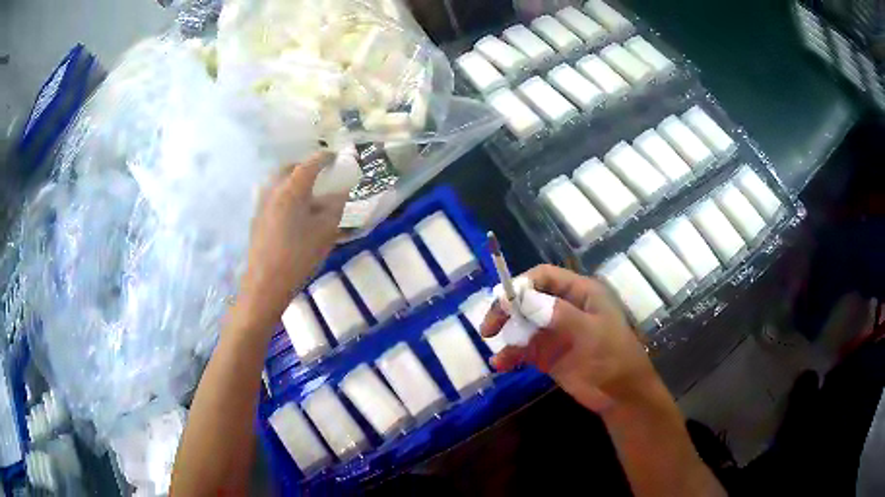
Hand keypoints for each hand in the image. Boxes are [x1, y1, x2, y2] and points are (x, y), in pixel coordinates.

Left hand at [237, 152, 347, 328]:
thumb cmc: (299, 255)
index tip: (337, 157)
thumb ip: (336, 206)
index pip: (311, 163)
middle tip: (320, 174)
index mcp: (292, 188)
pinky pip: (273, 197)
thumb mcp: (326, 230)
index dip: (326, 158)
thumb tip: (342, 191)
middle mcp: (273, 190)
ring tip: (308, 194)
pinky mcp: (256, 220)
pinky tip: (294, 214)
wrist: (265, 284)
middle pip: (289, 169)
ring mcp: (261, 204)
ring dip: (293, 182)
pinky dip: (285, 196)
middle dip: (306, 167)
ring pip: (278, 183)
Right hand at [481, 264, 657, 413]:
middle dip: (507, 311)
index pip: (544, 277)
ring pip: (523, 324)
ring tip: (495, 352)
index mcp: (580, 293)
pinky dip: (511, 355)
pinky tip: (501, 365)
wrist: (621, 396)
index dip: (521, 285)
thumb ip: (557, 314)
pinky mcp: (548, 354)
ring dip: (507, 335)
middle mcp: (565, 307)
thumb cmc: (613, 358)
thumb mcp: (590, 333)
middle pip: (528, 299)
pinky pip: (524, 348)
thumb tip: (520, 298)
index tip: (502, 304)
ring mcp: (555, 331)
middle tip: (489, 328)